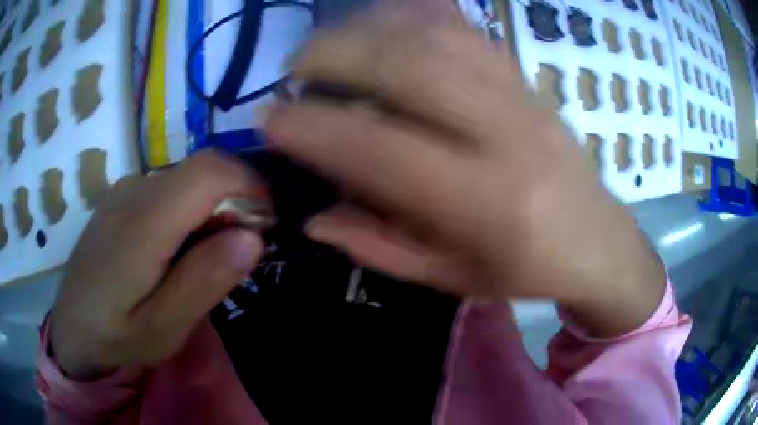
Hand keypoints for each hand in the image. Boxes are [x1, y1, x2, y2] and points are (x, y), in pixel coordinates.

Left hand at [49, 152, 264, 379]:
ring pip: (188, 180)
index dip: (250, 187)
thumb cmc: (115, 336)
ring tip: (201, 262)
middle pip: (203, 172)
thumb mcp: (163, 328)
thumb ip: (204, 281)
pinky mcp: (123, 196)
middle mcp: (134, 190)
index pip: (210, 171)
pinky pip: (170, 189)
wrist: (71, 327)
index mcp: (142, 223)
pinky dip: (189, 212)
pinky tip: (175, 252)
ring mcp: (126, 189)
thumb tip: (252, 237)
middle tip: (234, 257)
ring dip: (212, 212)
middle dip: (235, 205)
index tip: (264, 228)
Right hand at [266, 3, 664, 336]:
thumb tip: (314, 215)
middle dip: (334, 55)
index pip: (383, 150)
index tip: (270, 119)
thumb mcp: (453, 279)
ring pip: (433, 32)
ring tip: (329, 46)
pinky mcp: (525, 75)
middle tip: (293, 71)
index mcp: (489, 203)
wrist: (599, 240)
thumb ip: (379, 246)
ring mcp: (520, 93)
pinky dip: (410, 15)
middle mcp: (506, 134)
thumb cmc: (528, 270)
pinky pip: (462, 26)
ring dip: (367, 28)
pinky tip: (382, 27)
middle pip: (409, 65)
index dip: (315, 129)